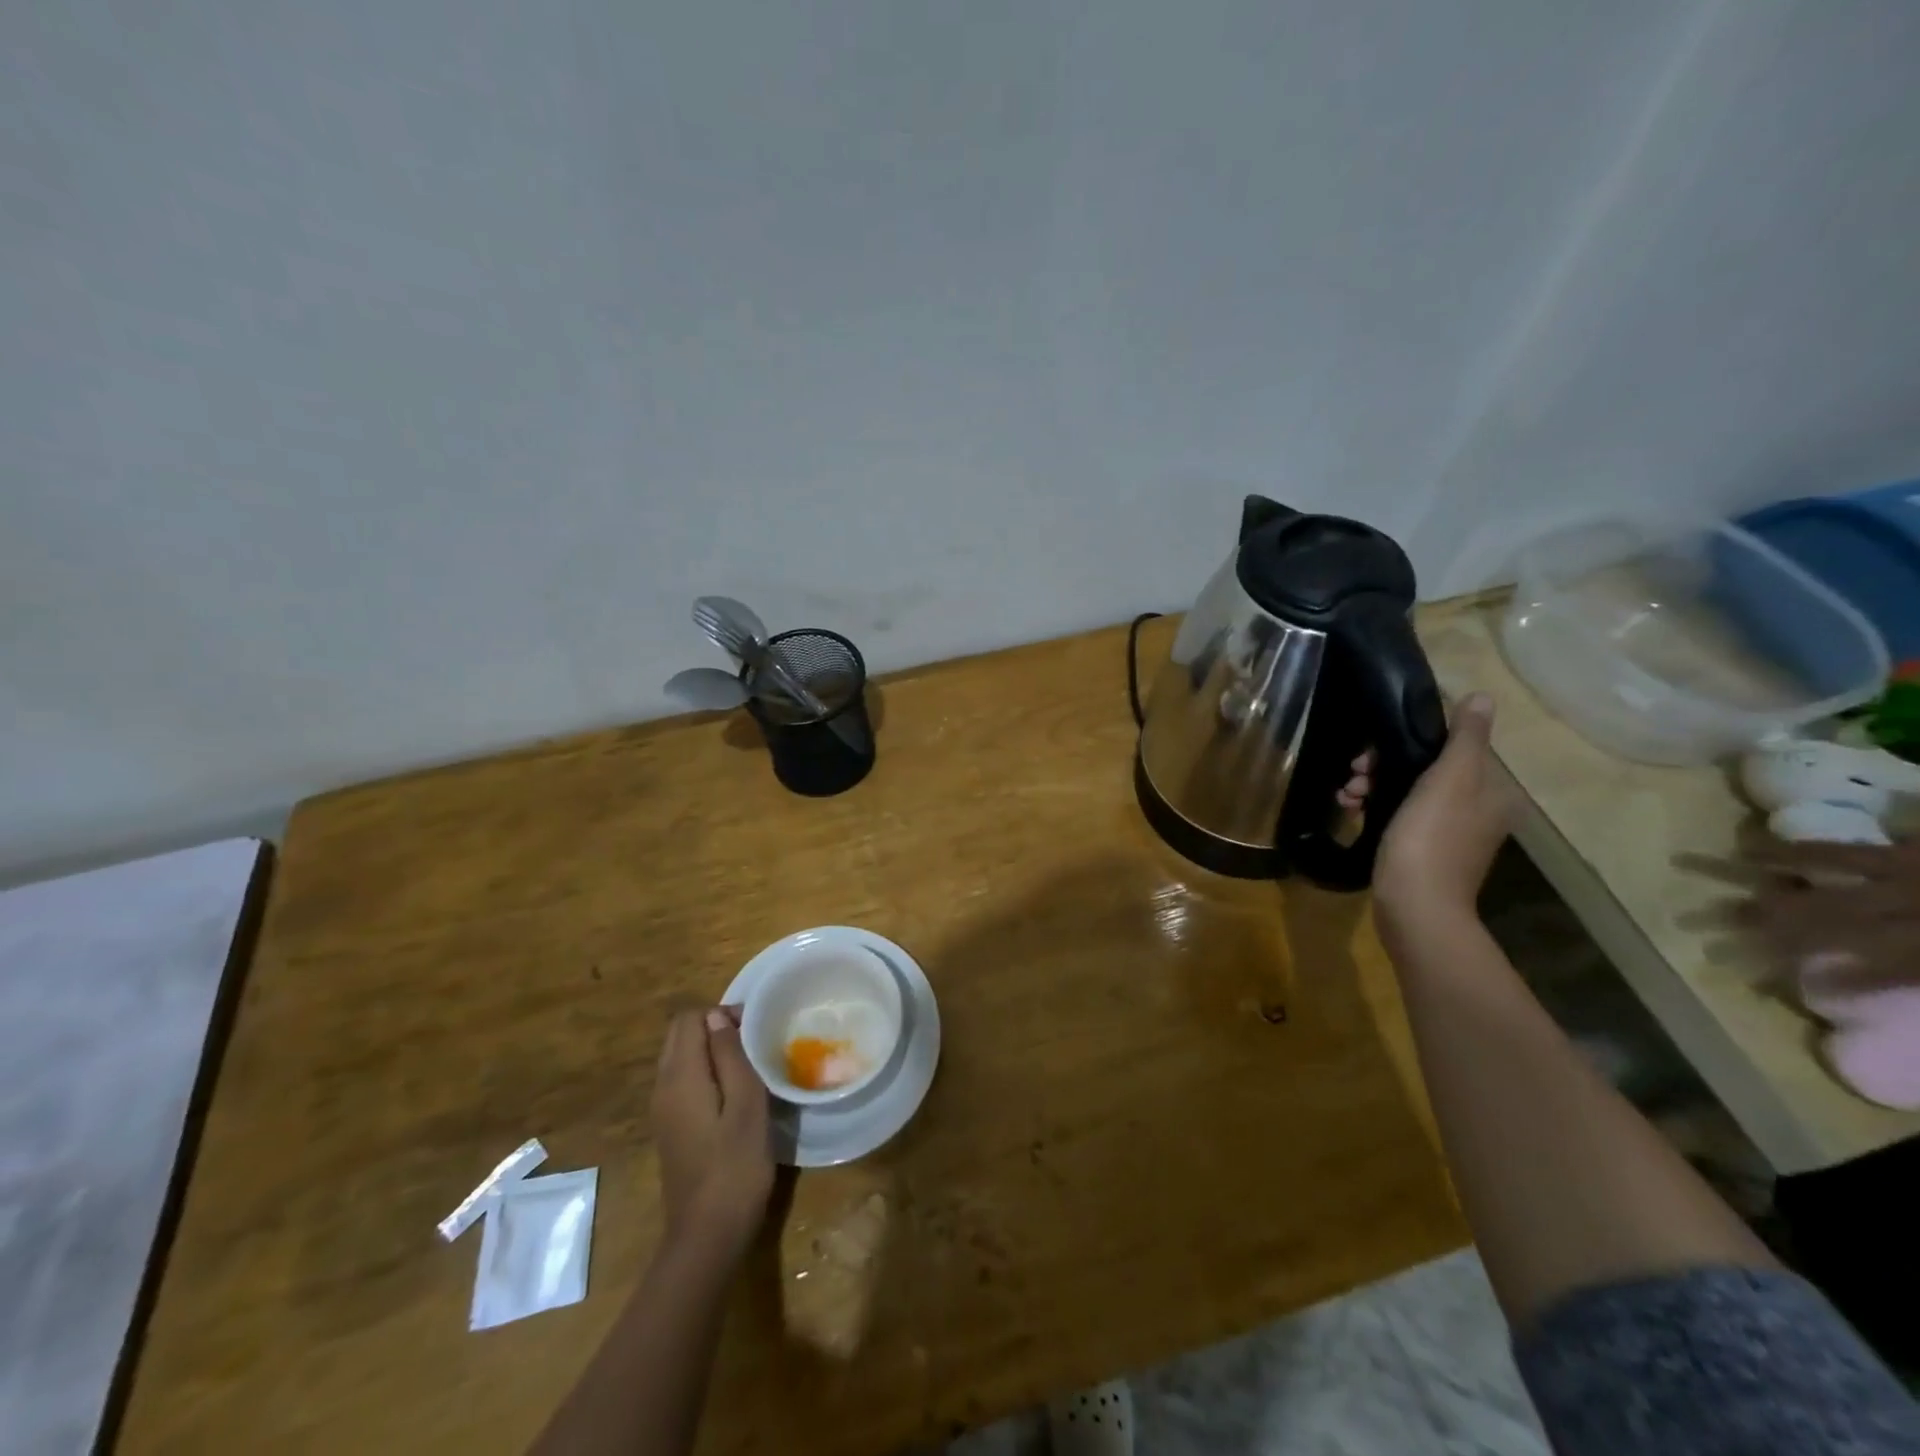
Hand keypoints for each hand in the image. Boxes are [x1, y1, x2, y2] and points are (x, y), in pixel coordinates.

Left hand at [652, 1006, 774, 1261]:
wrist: (707, 1235)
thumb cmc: (735, 1166)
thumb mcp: (746, 1104)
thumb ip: (730, 1056)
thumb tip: (716, 1018)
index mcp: (680, 1076)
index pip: (689, 1019)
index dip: (721, 1013)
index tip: (755, 1028)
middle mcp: (663, 1087)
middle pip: (680, 1035)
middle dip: (715, 1027)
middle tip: (753, 1042)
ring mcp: (663, 1110)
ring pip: (680, 1058)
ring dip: (711, 1050)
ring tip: (748, 1064)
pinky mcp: (670, 1128)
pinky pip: (682, 1081)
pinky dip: (705, 1072)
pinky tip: (733, 1093)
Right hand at [1371, 693, 1512, 926]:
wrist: (1415, 905)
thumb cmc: (1430, 836)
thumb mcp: (1450, 779)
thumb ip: (1465, 737)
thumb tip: (1482, 696)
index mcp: (1493, 791)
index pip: (1450, 748)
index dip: (1407, 743)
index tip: (1371, 754)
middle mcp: (1479, 810)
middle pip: (1427, 770)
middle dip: (1383, 767)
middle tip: (1354, 774)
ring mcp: (1451, 834)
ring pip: (1408, 792)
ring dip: (1373, 787)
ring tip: (1345, 796)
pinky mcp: (1424, 852)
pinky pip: (1399, 816)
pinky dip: (1375, 808)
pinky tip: (1350, 811)